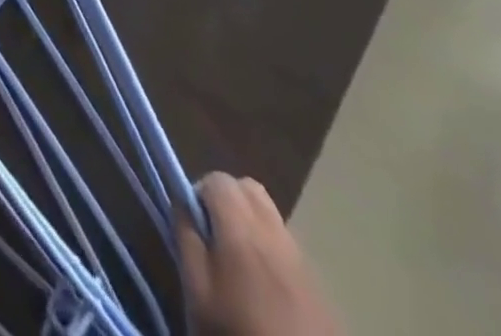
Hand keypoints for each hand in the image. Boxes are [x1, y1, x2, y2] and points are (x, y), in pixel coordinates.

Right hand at [178, 172, 340, 335]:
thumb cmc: (238, 333)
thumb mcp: (198, 293)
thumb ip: (186, 238)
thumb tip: (182, 201)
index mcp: (242, 227)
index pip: (218, 179)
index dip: (199, 194)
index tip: (194, 227)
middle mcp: (274, 231)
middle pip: (249, 188)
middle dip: (227, 201)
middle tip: (215, 238)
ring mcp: (301, 257)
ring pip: (270, 215)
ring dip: (250, 224)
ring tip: (239, 265)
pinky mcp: (318, 284)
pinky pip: (288, 246)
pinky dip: (271, 250)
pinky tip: (265, 289)